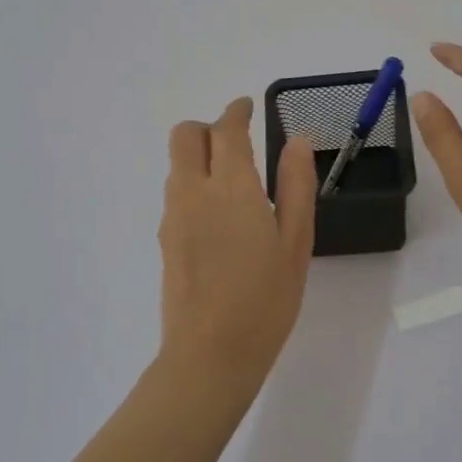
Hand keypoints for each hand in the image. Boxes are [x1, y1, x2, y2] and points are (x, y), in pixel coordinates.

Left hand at [157, 96, 316, 385]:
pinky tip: (219, 219)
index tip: (248, 107)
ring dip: (199, 157)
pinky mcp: (164, 239)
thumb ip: (296, 186)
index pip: (226, 129)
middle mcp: (193, 192)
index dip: (237, 111)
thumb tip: (297, 142)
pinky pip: (175, 194)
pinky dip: (192, 185)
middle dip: (208, 128)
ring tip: (233, 184)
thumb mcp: (296, 242)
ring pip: (176, 165)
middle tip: (237, 143)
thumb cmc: (266, 299)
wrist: (211, 354)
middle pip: (185, 135)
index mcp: (231, 187)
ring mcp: (173, 216)